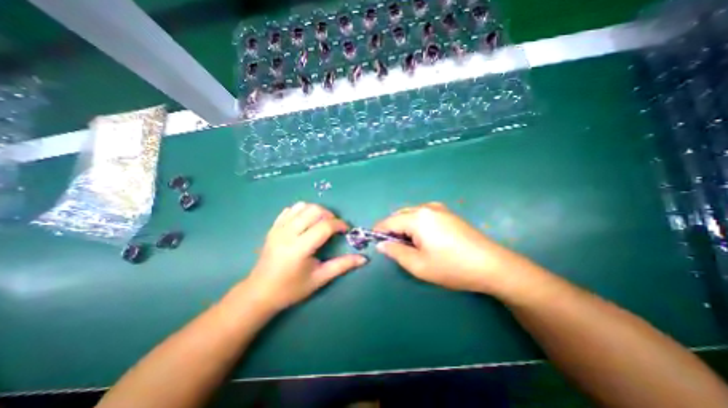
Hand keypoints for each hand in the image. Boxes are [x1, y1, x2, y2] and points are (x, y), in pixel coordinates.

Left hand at [242, 202, 366, 312]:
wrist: (260, 292)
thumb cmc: (292, 288)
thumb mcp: (320, 278)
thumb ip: (342, 266)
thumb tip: (364, 259)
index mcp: (299, 248)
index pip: (325, 226)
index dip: (340, 225)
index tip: (346, 230)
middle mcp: (288, 234)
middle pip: (314, 210)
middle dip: (329, 215)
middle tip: (334, 227)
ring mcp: (278, 228)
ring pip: (302, 206)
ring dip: (316, 211)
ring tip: (321, 223)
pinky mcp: (273, 227)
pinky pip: (290, 209)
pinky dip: (302, 211)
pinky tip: (306, 222)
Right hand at [372, 200, 532, 294]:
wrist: (492, 265)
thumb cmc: (452, 267)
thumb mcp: (418, 265)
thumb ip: (395, 252)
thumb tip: (381, 244)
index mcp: (417, 217)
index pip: (389, 221)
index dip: (379, 232)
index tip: (375, 243)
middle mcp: (426, 208)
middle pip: (400, 215)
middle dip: (393, 230)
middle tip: (396, 248)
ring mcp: (439, 208)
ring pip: (411, 214)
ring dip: (405, 227)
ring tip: (411, 246)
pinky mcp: (448, 213)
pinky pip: (423, 215)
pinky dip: (417, 225)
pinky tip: (425, 239)